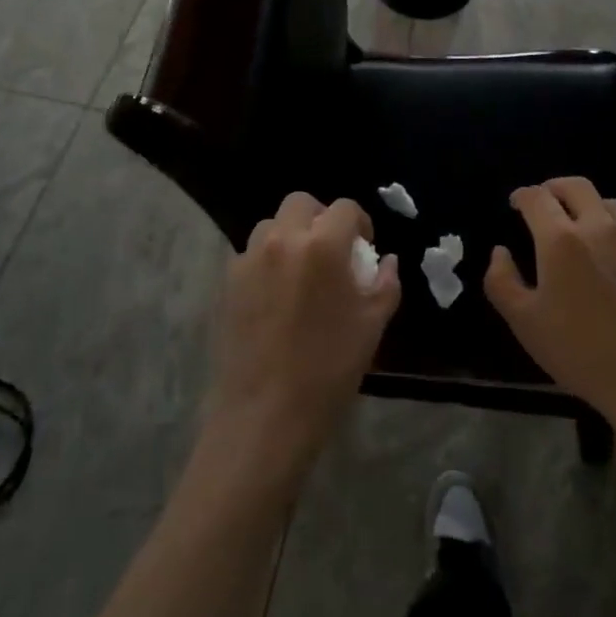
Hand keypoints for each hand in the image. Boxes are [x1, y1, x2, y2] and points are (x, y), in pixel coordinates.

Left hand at [205, 193, 399, 487]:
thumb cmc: (328, 369)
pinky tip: (276, 295)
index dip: (360, 224)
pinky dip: (267, 260)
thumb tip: (387, 261)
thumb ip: (385, 284)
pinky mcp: (228, 281)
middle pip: (301, 203)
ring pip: (271, 225)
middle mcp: (283, 240)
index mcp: (323, 245)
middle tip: (331, 251)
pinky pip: (251, 254)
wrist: (266, 413)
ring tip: (300, 271)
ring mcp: (249, 258)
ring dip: (290, 236)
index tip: (364, 248)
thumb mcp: (372, 326)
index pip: (345, 208)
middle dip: (320, 218)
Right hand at [484, 177, 615, 442]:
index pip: (537, 198)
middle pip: (575, 186)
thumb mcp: (524, 322)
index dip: (522, 196)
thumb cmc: (579, 351)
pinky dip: (611, 226)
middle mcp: (598, 228)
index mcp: (560, 239)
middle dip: (553, 188)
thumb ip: (501, 281)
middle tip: (543, 203)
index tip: (516, 205)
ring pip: (606, 202)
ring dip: (585, 204)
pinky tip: (608, 252)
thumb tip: (500, 252)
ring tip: (576, 224)